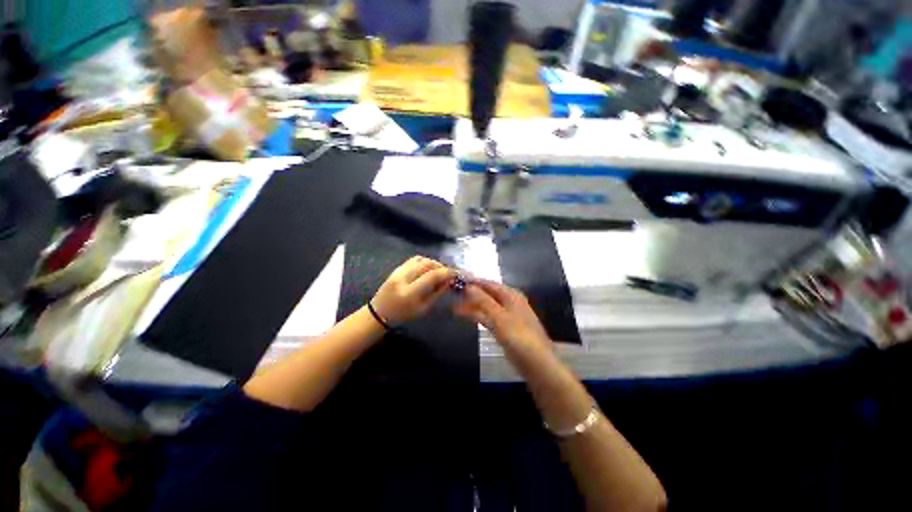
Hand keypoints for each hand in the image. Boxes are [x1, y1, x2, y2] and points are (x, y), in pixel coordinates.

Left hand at [372, 256, 456, 325]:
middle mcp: (403, 278)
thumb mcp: (423, 308)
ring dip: (433, 263)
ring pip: (421, 259)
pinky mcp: (396, 268)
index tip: (456, 273)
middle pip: (427, 264)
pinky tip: (428, 268)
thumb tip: (449, 281)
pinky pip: (413, 260)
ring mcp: (398, 271)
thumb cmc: (403, 315)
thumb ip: (437, 293)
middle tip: (448, 272)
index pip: (432, 275)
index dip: (447, 272)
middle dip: (441, 266)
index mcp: (410, 292)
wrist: (379, 313)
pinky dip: (424, 262)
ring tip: (439, 270)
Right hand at [453, 280, 551, 354]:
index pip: (488, 283)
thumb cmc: (519, 336)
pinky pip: (488, 318)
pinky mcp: (504, 329)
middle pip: (487, 294)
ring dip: (472, 306)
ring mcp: (506, 316)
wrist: (537, 363)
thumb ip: (483, 300)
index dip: (473, 282)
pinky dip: (477, 316)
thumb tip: (468, 286)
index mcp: (511, 295)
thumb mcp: (499, 316)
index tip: (456, 280)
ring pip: (486, 307)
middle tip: (452, 294)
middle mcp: (509, 302)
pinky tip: (466, 316)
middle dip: (471, 294)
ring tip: (454, 307)